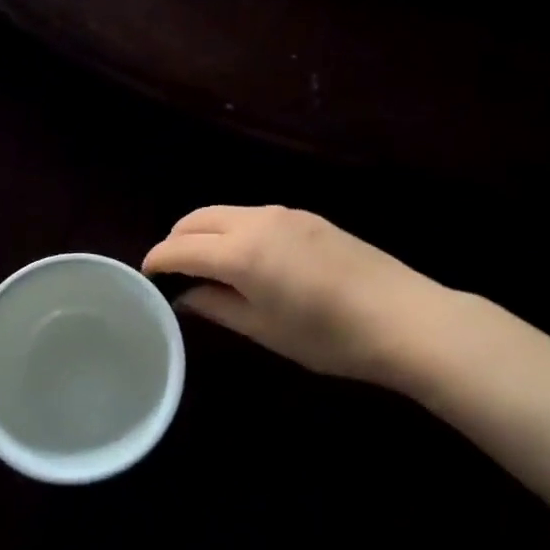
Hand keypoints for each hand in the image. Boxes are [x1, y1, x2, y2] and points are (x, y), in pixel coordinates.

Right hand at [142, 206, 445, 387]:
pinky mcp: (307, 217)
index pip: (180, 247)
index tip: (145, 276)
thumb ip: (217, 307)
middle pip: (197, 218)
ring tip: (206, 265)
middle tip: (171, 270)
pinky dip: (233, 230)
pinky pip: (252, 216)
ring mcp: (285, 214)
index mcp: (240, 252)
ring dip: (205, 232)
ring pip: (225, 212)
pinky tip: (246, 258)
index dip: (156, 260)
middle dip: (176, 239)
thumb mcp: (264, 330)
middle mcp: (256, 221)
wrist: (404, 317)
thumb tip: (186, 298)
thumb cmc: (328, 336)